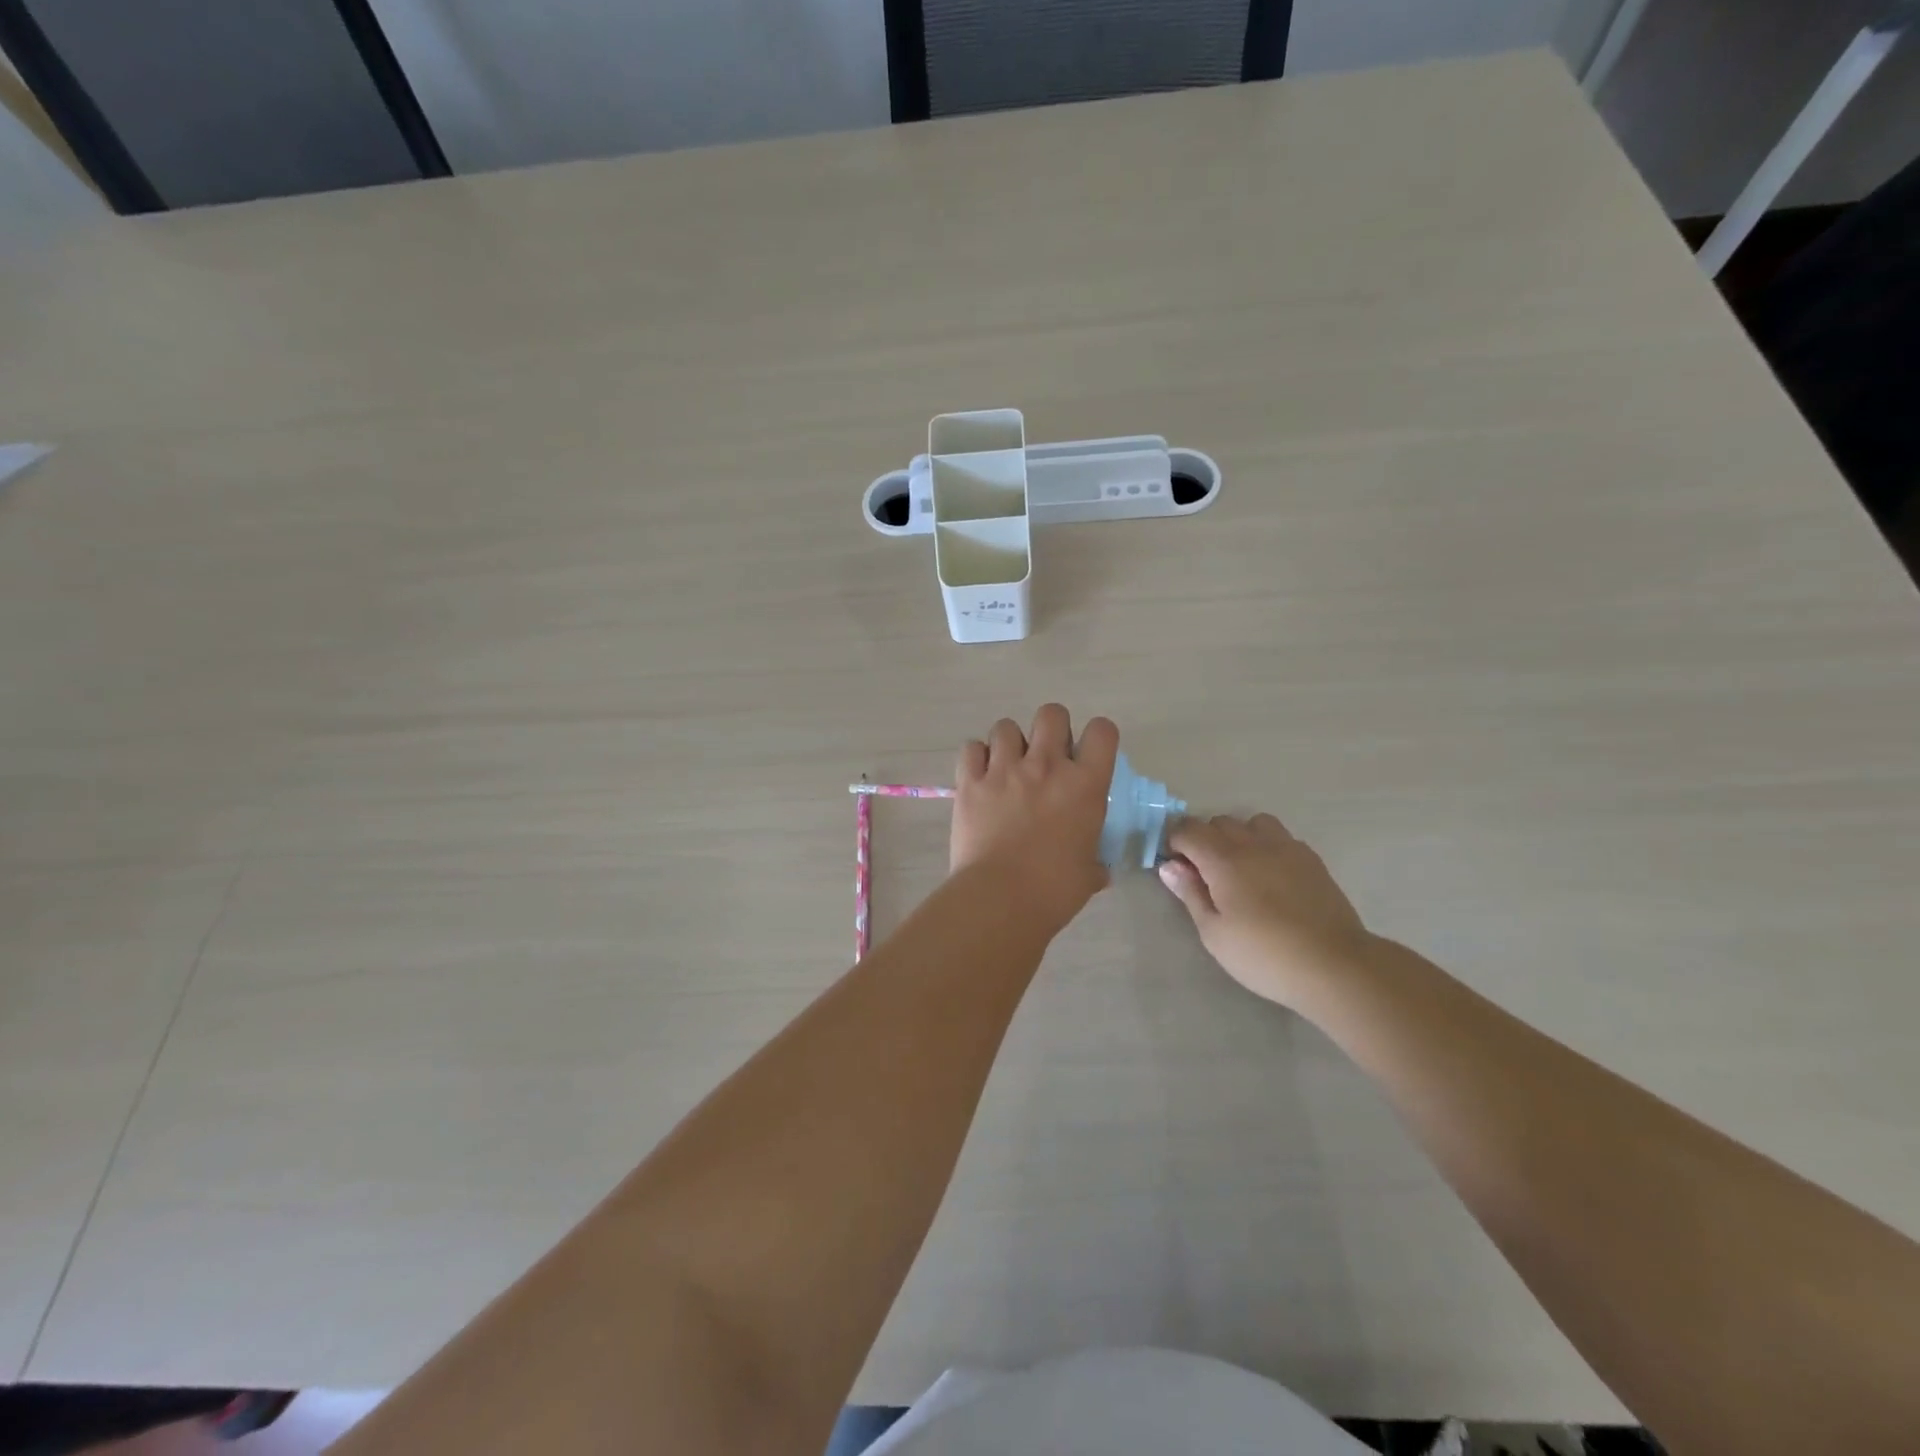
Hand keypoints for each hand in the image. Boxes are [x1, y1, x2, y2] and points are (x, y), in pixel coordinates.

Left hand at [951, 705, 1119, 935]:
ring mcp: (1004, 770)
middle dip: (1051, 729)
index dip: (1097, 737)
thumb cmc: (1054, 890)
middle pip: (1051, 713)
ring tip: (1008, 768)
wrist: (1000, 898)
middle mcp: (1046, 766)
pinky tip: (980, 777)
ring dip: (1010, 743)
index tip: (1087, 756)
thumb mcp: (1088, 874)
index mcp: (1085, 785)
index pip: (1102, 731)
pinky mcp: (970, 781)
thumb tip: (1099, 871)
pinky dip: (976, 758)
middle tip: (1046, 758)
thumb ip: (1095, 863)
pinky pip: (971, 748)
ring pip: (1006, 726)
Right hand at [1159, 813, 1371, 1007]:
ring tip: (1240, 868)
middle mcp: (1254, 843)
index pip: (1188, 829)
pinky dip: (1266, 846)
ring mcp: (1287, 848)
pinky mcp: (1311, 859)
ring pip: (1253, 822)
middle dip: (1204, 839)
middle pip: (1219, 822)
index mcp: (1224, 859)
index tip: (1177, 868)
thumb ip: (1191, 894)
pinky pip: (1281, 837)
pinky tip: (1271, 877)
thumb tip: (1170, 866)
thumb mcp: (1214, 933)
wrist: (1335, 965)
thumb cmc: (1265, 955)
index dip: (1175, 842)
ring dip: (1239, 836)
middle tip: (1205, 874)